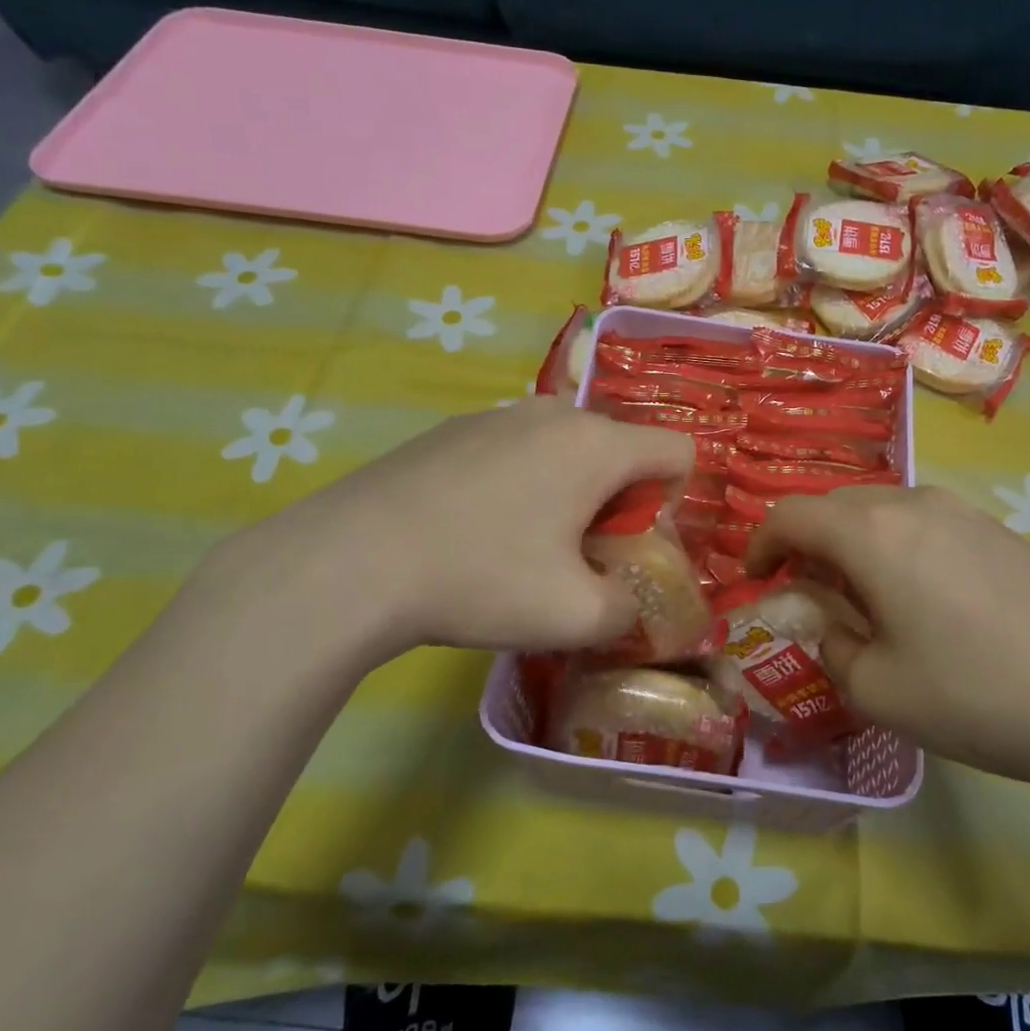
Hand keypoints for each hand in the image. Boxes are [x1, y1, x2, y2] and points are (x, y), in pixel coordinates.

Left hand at [196, 399, 692, 668]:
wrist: (352, 561)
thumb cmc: (481, 579)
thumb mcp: (575, 617)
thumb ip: (629, 609)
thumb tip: (625, 598)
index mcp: (596, 446)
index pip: (677, 451)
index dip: (677, 500)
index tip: (637, 544)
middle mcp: (554, 413)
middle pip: (620, 450)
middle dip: (619, 501)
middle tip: (583, 555)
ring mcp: (498, 415)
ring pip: (565, 449)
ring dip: (569, 492)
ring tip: (526, 545)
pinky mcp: (453, 429)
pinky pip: (517, 450)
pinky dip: (522, 483)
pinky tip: (476, 529)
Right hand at [747, 487, 1029, 804]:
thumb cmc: (978, 695)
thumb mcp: (879, 689)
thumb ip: (832, 646)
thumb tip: (829, 624)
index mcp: (871, 534)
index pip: (791, 515)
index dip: (760, 544)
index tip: (754, 580)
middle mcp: (913, 504)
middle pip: (835, 506)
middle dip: (806, 544)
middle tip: (806, 595)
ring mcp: (963, 512)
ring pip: (881, 513)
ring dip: (853, 546)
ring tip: (862, 601)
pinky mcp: (998, 530)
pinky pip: (922, 524)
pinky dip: (894, 549)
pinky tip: (919, 601)